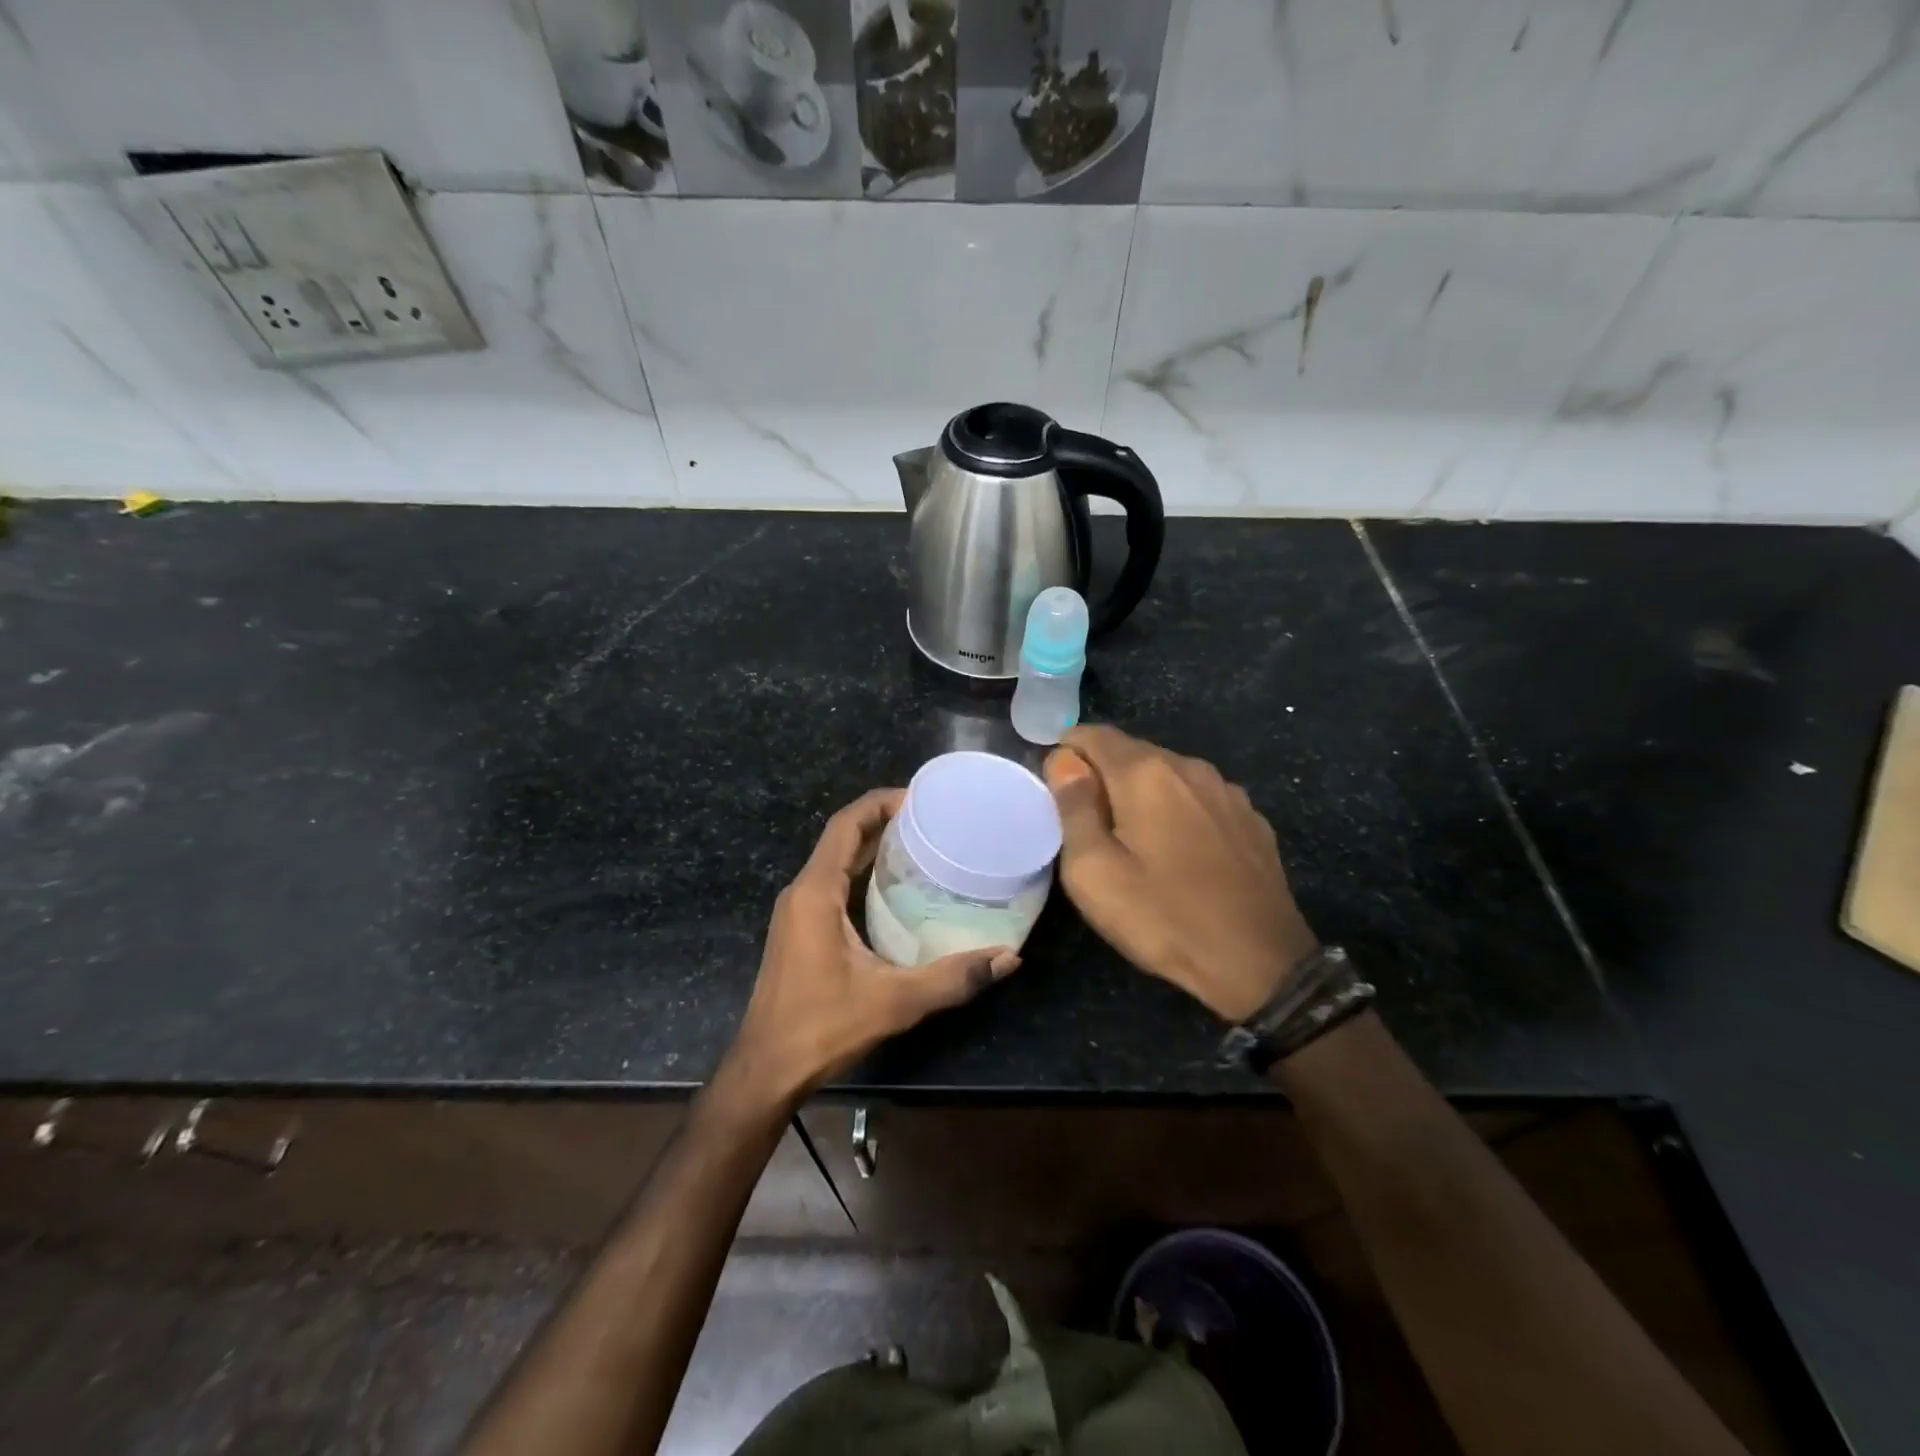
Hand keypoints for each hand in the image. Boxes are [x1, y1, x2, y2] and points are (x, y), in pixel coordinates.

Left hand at [723, 788, 1020, 1106]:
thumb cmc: (822, 1027)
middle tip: (932, 821)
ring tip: (921, 846)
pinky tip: (895, 890)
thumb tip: (1008, 958)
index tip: (920, 798)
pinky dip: (862, 873)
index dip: (880, 803)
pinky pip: (832, 884)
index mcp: (815, 892)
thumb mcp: (894, 1002)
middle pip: (841, 838)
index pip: (845, 825)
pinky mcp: (799, 931)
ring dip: (873, 847)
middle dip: (883, 822)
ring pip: (836, 861)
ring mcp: (796, 912)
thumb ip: (953, 978)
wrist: (765, 1071)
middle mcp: (801, 892)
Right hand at [1044, 726, 1318, 1023]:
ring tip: (1131, 836)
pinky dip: (1178, 809)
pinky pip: (1199, 798)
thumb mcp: (1094, 872)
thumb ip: (1073, 808)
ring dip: (1142, 792)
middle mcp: (1189, 767)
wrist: (1260, 963)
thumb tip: (1063, 762)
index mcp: (1145, 773)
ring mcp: (1227, 792)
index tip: (1055, 784)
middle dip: (1103, 774)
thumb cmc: (1163, 917)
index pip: (1094, 735)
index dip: (1068, 751)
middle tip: (1086, 820)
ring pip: (1169, 775)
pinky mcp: (1251, 819)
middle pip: (1132, 752)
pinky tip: (1178, 849)